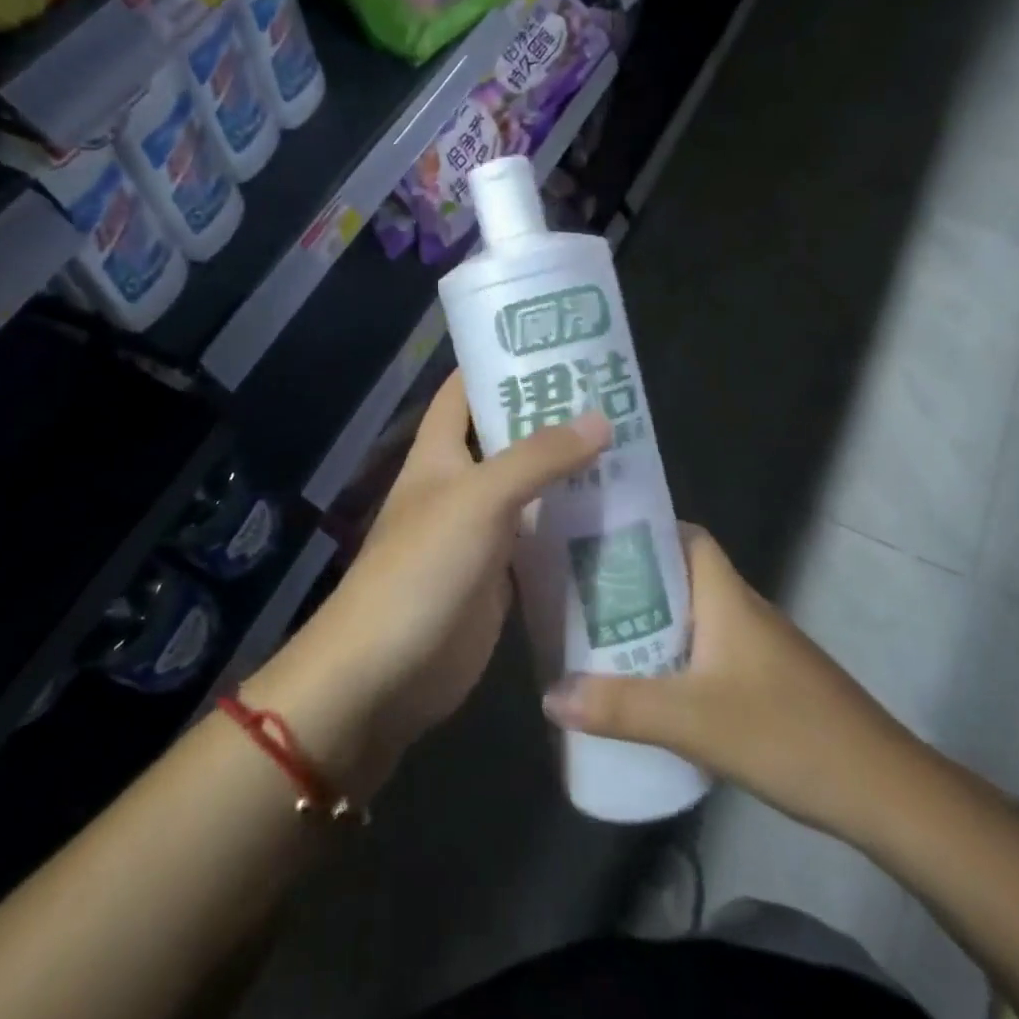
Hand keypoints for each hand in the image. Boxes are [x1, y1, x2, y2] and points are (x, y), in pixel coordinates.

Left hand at [252, 373, 609, 790]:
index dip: (499, 363)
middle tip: (615, 399)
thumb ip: (537, 458)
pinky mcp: (500, 578)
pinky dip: (572, 530)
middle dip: (553, 419)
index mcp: (440, 454)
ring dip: (570, 475)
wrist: (386, 674)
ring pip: (531, 491)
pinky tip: (617, 520)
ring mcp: (481, 534)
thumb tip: (601, 419)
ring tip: (632, 452)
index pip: (463, 391)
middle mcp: (459, 486)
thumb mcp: (478, 500)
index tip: (552, 344)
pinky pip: (541, 542)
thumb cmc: (420, 570)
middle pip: (508, 439)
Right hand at [540, 524, 936, 849]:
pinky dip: (674, 658)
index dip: (645, 530)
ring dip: (651, 623)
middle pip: (681, 576)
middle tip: (581, 594)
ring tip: (599, 637)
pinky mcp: (766, 682)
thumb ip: (619, 707)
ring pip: (694, 617)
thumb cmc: (787, 733)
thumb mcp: (692, 721)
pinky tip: (648, 688)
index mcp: (727, 596)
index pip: (687, 535)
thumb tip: (548, 694)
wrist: (883, 791)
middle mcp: (742, 610)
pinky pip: (707, 652)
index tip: (597, 540)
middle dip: (634, 581)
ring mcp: (758, 648)